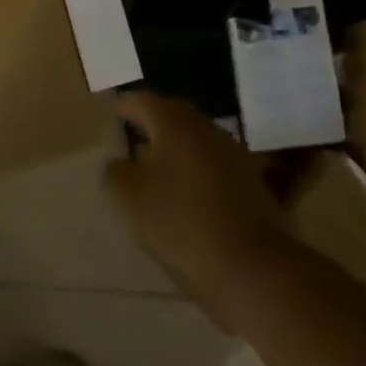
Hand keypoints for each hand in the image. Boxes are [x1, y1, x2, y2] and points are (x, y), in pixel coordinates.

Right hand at [106, 91, 282, 328]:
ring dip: (174, 149)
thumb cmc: (181, 221)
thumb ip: (116, 172)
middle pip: (172, 116)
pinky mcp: (250, 182)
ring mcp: (233, 154)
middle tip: (132, 138)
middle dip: (151, 125)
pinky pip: (212, 164)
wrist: (252, 265)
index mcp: (174, 123)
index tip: (112, 115)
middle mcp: (206, 129)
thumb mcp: (131, 197)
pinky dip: (195, 170)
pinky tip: (185, 193)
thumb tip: (119, 163)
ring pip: (195, 140)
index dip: (124, 107)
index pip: (142, 101)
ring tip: (155, 169)